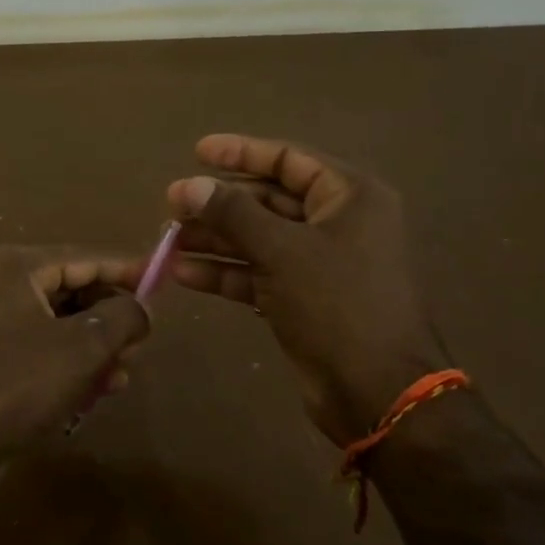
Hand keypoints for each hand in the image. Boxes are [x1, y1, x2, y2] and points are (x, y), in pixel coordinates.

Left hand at [0, 245, 150, 498]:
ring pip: (56, 321)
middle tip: (141, 342)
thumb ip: (123, 317)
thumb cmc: (15, 386)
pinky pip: (37, 345)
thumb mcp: (82, 348)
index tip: (162, 279)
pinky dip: (67, 361)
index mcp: (14, 266)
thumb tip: (142, 308)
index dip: (127, 269)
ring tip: (124, 371)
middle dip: (110, 315)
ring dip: (93, 344)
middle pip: (70, 288)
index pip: (85, 257)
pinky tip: (96, 388)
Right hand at [167, 133, 445, 446]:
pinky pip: (258, 273)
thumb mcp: (281, 250)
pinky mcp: (303, 299)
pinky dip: (225, 272)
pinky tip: (184, 274)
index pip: (288, 159)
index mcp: (349, 197)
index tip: (197, 152)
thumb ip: (233, 213)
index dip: (241, 153)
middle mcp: (337, 223)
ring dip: (215, 239)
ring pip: (259, 239)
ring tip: (168, 241)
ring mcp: (320, 264)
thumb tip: (188, 186)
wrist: (376, 392)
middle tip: (171, 206)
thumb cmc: (337, 304)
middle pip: (269, 200)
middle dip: (219, 204)